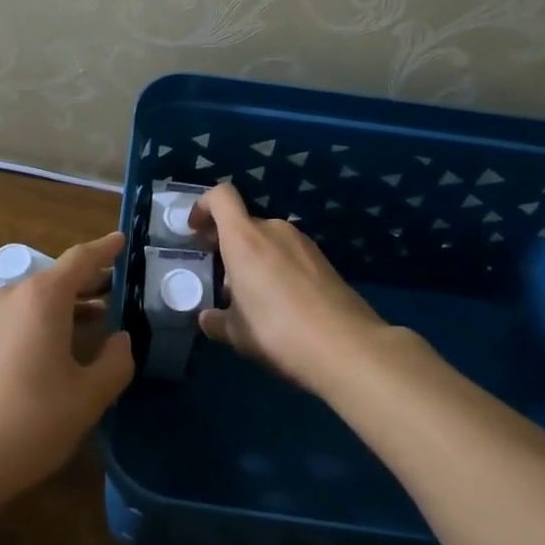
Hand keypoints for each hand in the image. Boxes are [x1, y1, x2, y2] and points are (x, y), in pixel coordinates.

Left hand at [0, 231, 132, 506]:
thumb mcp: (87, 397)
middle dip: (87, 282)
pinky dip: (39, 321)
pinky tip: (51, 349)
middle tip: (116, 289)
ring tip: (92, 321)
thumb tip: (122, 339)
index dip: (105, 249)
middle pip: (55, 278)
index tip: (122, 240)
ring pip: (32, 300)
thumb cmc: (28, 422)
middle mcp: (10, 296)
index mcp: (42, 298)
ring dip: (64, 305)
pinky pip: (13, 318)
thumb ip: (114, 363)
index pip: (80, 259)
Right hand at [189, 183, 399, 395]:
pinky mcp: (324, 260)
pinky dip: (277, 268)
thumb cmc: (279, 333)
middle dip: (227, 244)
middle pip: (243, 223)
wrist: (348, 348)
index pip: (220, 196)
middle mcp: (274, 230)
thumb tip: (206, 318)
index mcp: (244, 239)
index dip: (203, 206)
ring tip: (252, 296)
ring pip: (267, 240)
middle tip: (220, 276)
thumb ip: (216, 321)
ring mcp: (303, 243)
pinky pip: (289, 254)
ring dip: (253, 258)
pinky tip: (281, 304)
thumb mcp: (237, 334)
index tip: (195, 231)